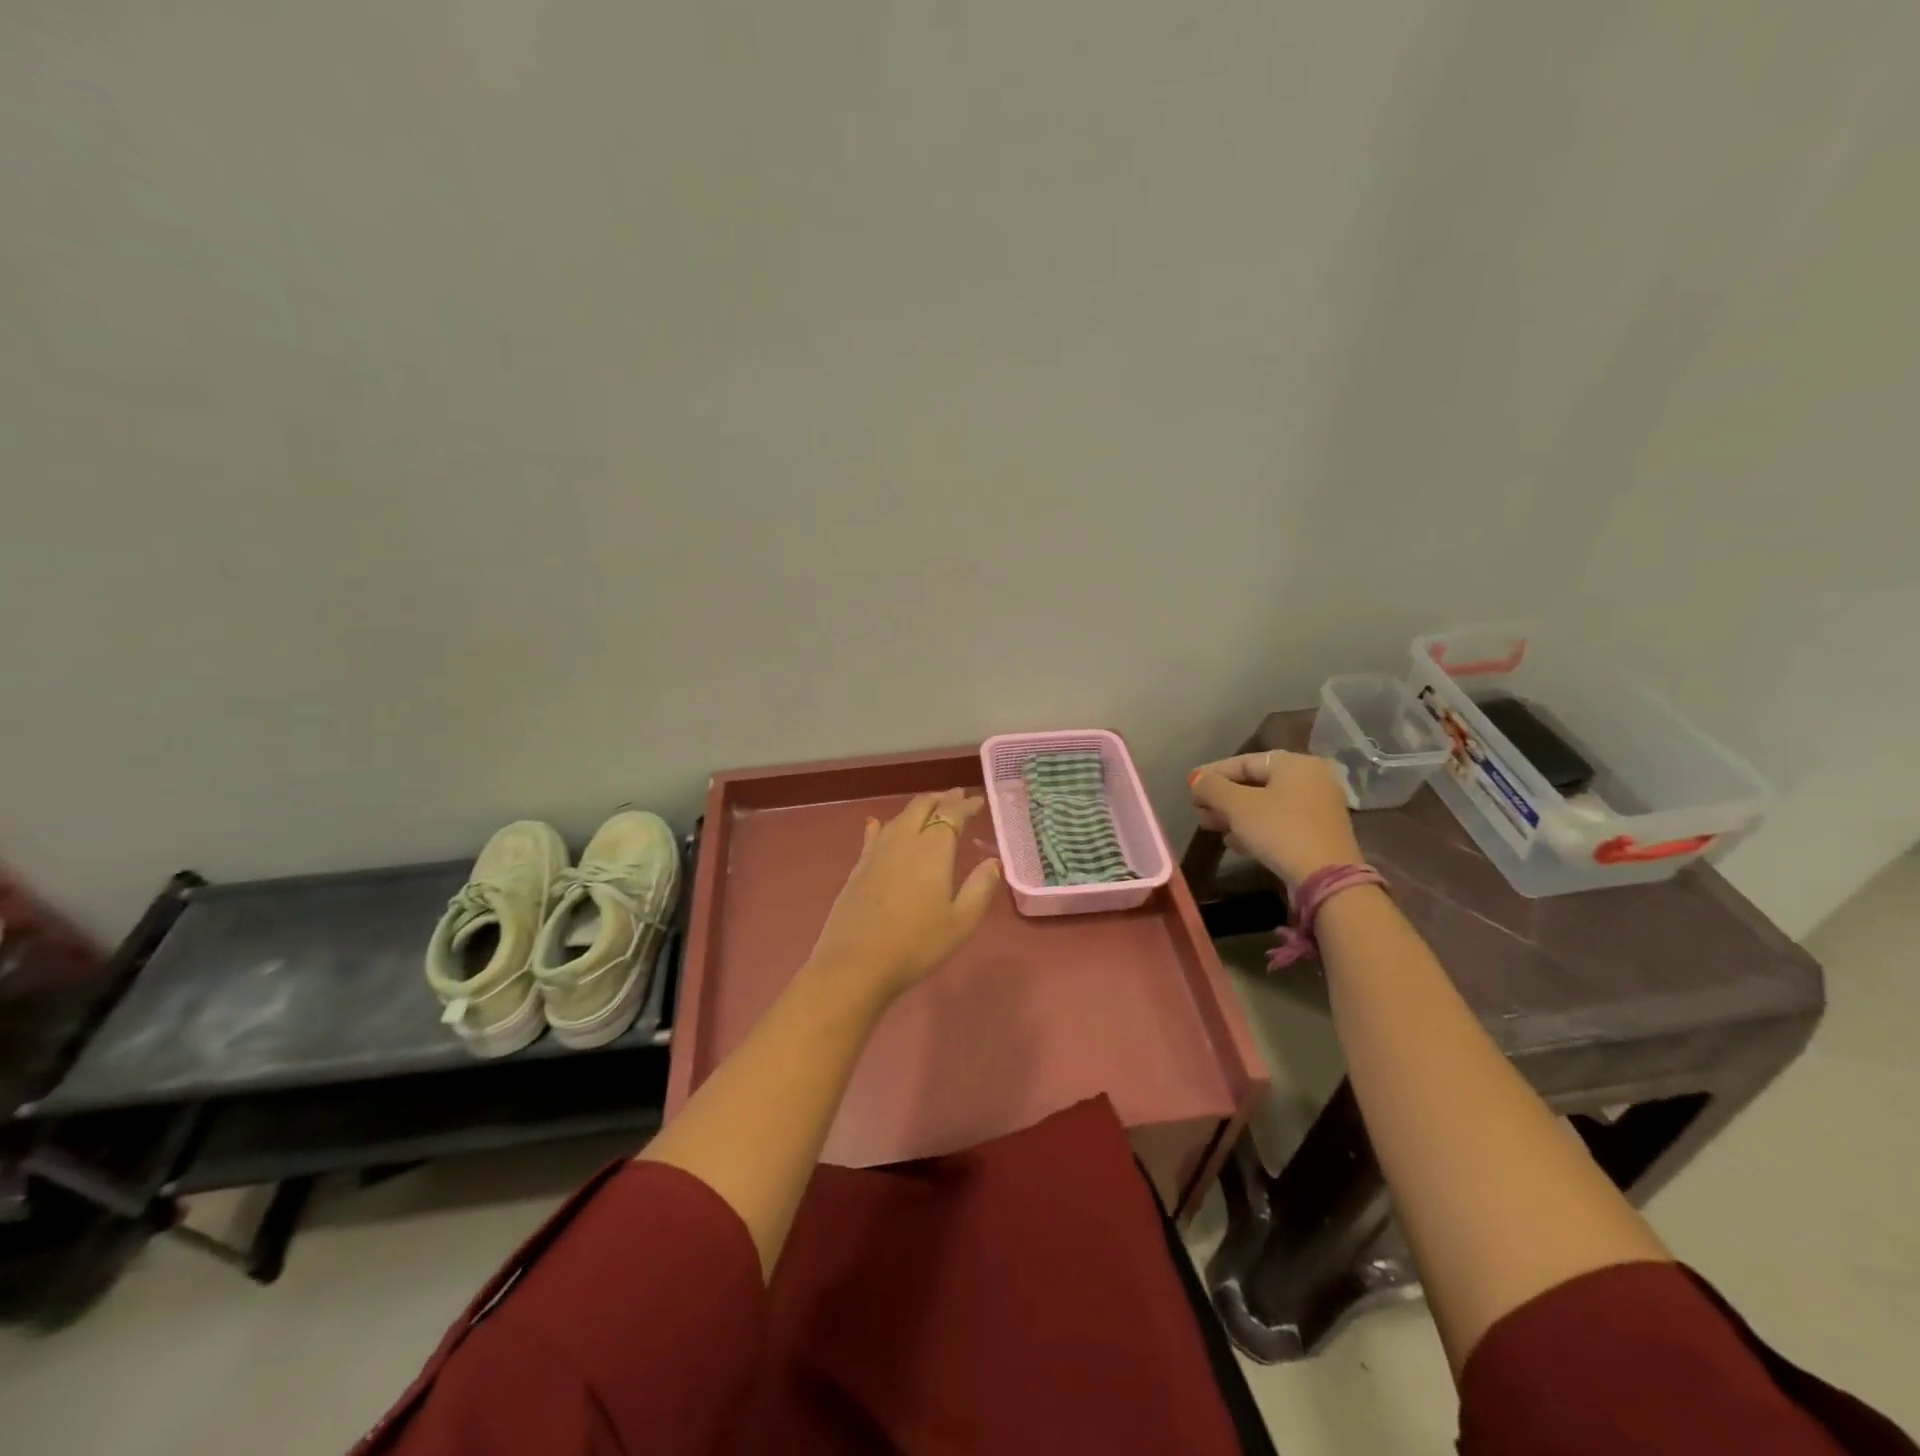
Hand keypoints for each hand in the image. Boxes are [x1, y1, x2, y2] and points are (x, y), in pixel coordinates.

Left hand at [804, 789, 1001, 1003]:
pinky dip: (883, 825)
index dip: (966, 805)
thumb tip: (993, 862)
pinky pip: (873, 835)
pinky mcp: (858, 867)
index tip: (978, 801)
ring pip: (899, 817)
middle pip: (922, 806)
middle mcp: (904, 841)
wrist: (856, 963)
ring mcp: (877, 852)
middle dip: (942, 798)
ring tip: (929, 808)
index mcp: (932, 850)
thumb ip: (980, 888)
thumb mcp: (961, 922)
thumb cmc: (916, 944)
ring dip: (917, 808)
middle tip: (957, 797)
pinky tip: (878, 824)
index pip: (951, 815)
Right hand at [1189, 750, 1364, 890]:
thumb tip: (1196, 779)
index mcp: (1295, 764)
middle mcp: (1310, 780)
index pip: (1244, 762)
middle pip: (1255, 784)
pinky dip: (1254, 828)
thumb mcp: (1238, 806)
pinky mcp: (1317, 834)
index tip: (1190, 786)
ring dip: (1234, 815)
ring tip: (1210, 826)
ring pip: (1265, 805)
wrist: (1326, 878)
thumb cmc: (1280, 831)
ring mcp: (1316, 808)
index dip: (1213, 773)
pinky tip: (1233, 842)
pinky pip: (1278, 823)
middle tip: (1198, 810)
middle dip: (1222, 798)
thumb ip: (1212, 787)